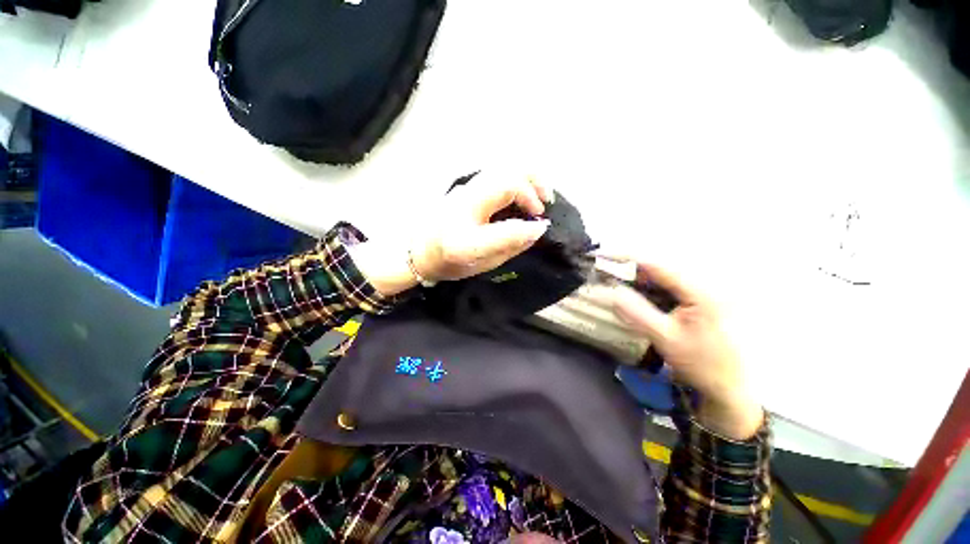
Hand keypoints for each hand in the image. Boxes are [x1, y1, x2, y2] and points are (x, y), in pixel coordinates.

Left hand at [412, 170, 553, 281]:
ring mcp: (463, 191)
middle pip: (505, 179)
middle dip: (533, 188)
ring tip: (540, 195)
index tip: (541, 226)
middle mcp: (463, 207)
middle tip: (545, 205)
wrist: (418, 250)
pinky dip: (516, 179)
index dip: (527, 225)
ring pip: (502, 169)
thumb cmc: (450, 263)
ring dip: (527, 178)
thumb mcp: (482, 264)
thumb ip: (510, 246)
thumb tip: (536, 229)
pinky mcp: (465, 186)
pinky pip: (497, 174)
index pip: (502, 229)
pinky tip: (523, 192)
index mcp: (464, 239)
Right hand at [611, 262, 763, 439]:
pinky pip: (669, 285)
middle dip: (629, 266)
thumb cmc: (702, 364)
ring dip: (638, 276)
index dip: (626, 258)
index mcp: (700, 291)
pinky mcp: (700, 299)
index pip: (656, 265)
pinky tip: (639, 293)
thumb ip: (638, 314)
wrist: (731, 386)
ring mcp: (704, 291)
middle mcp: (705, 284)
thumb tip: (612, 293)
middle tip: (604, 270)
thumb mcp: (666, 340)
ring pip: (663, 275)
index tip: (601, 255)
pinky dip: (649, 286)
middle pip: (659, 266)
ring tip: (616, 279)